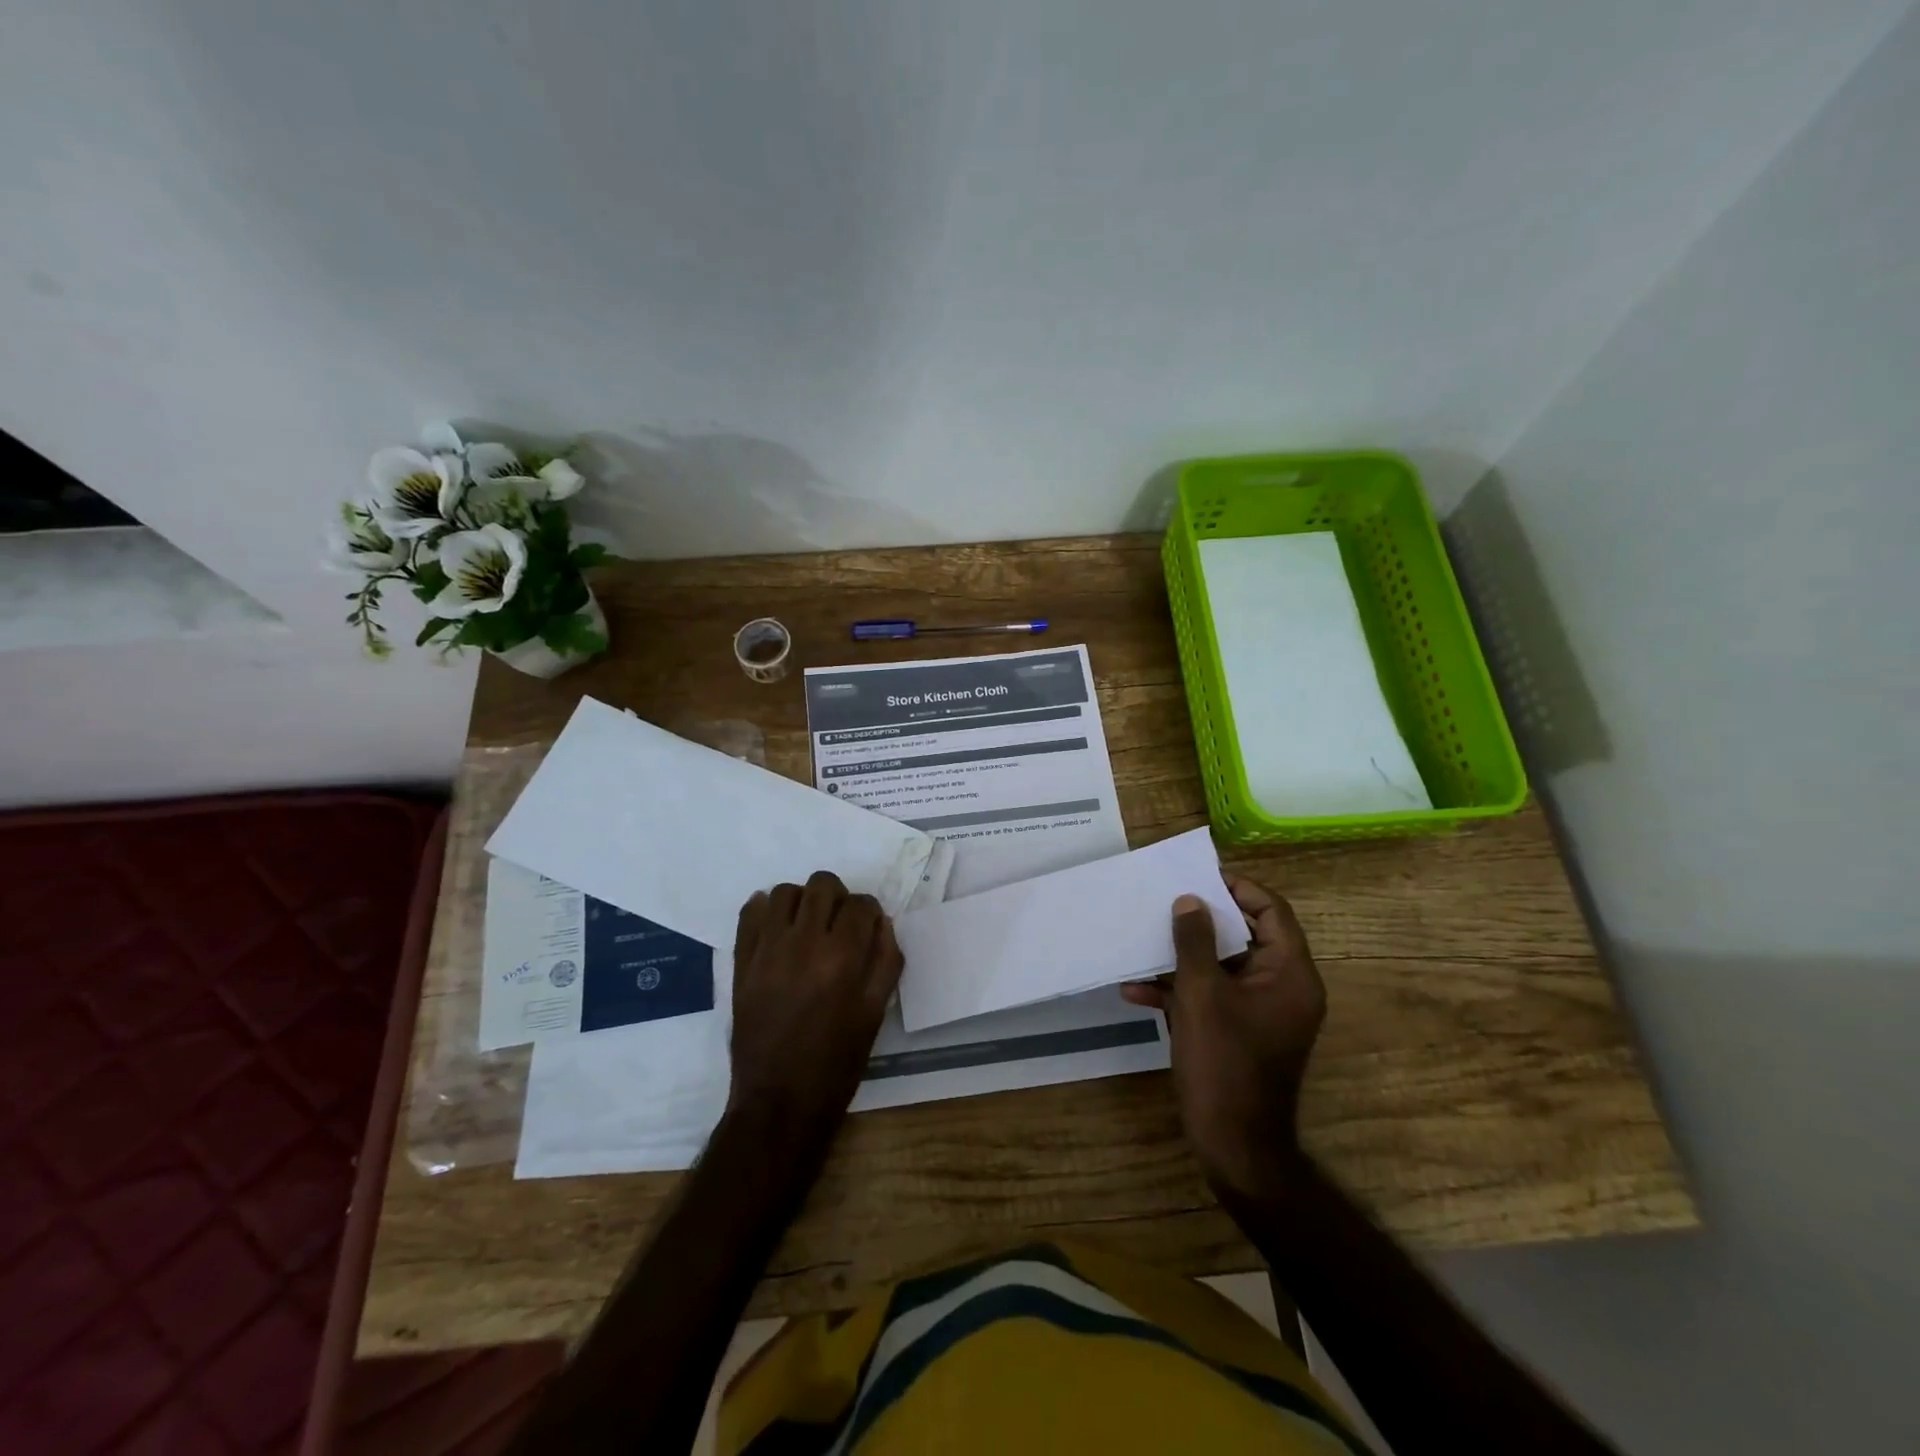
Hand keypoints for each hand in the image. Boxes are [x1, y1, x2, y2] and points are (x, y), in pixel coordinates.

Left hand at [727, 871, 903, 1142]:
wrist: (779, 1101)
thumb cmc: (836, 1062)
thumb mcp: (875, 1013)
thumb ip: (885, 961)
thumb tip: (882, 924)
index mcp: (842, 958)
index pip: (861, 904)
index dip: (870, 912)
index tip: (868, 928)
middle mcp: (803, 943)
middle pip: (823, 884)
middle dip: (838, 897)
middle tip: (838, 924)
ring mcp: (767, 949)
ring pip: (785, 891)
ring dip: (802, 901)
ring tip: (807, 925)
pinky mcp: (741, 961)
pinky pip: (749, 912)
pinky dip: (765, 909)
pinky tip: (777, 928)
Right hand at [1121, 875, 1325, 1203]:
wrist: (1233, 1144)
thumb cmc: (1224, 1061)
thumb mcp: (1202, 993)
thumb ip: (1195, 941)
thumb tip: (1190, 902)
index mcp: (1290, 974)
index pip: (1272, 911)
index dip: (1238, 889)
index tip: (1198, 877)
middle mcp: (1281, 987)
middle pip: (1245, 936)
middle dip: (1201, 921)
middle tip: (1166, 901)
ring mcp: (1259, 1012)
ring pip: (1221, 967)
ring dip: (1183, 957)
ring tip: (1144, 940)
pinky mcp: (1237, 1032)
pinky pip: (1211, 997)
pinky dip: (1178, 991)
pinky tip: (1135, 990)